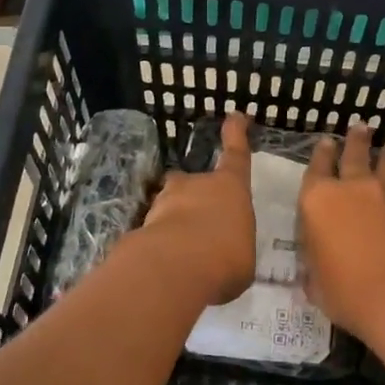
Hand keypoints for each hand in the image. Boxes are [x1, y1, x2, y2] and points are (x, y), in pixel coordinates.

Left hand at [137, 111, 256, 305]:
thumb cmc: (226, 256)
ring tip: (182, 253)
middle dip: (193, 196)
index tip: (235, 116)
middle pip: (192, 182)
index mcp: (230, 188)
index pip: (236, 155)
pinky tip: (165, 269)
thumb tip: (223, 257)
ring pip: (169, 206)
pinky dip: (159, 246)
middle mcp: (195, 186)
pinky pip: (154, 233)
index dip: (236, 134)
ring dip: (175, 222)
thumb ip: (233, 250)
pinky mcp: (141, 226)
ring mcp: (164, 203)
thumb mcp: (243, 257)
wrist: (175, 267)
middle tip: (199, 221)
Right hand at [299, 118, 384, 341]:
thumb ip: (315, 265)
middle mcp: (347, 190)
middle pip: (352, 156)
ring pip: (381, 166)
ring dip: (384, 154)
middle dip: (354, 141)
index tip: (325, 143)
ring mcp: (380, 198)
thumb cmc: (343, 290)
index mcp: (315, 202)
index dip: (320, 155)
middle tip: (359, 127)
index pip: (315, 170)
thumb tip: (318, 264)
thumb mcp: (315, 281)